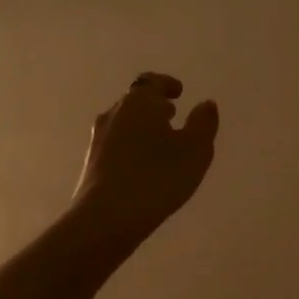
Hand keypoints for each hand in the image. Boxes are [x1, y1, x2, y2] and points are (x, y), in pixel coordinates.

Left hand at [71, 72, 218, 248]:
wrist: (106, 217)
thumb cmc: (157, 177)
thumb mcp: (195, 150)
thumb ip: (203, 123)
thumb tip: (206, 104)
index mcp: (139, 103)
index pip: (151, 81)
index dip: (166, 84)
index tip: (179, 91)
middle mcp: (114, 114)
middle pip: (135, 101)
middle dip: (154, 106)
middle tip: (173, 115)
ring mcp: (98, 139)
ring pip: (124, 123)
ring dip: (142, 127)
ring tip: (160, 142)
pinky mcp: (91, 163)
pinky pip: (116, 144)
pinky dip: (132, 146)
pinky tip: (143, 165)